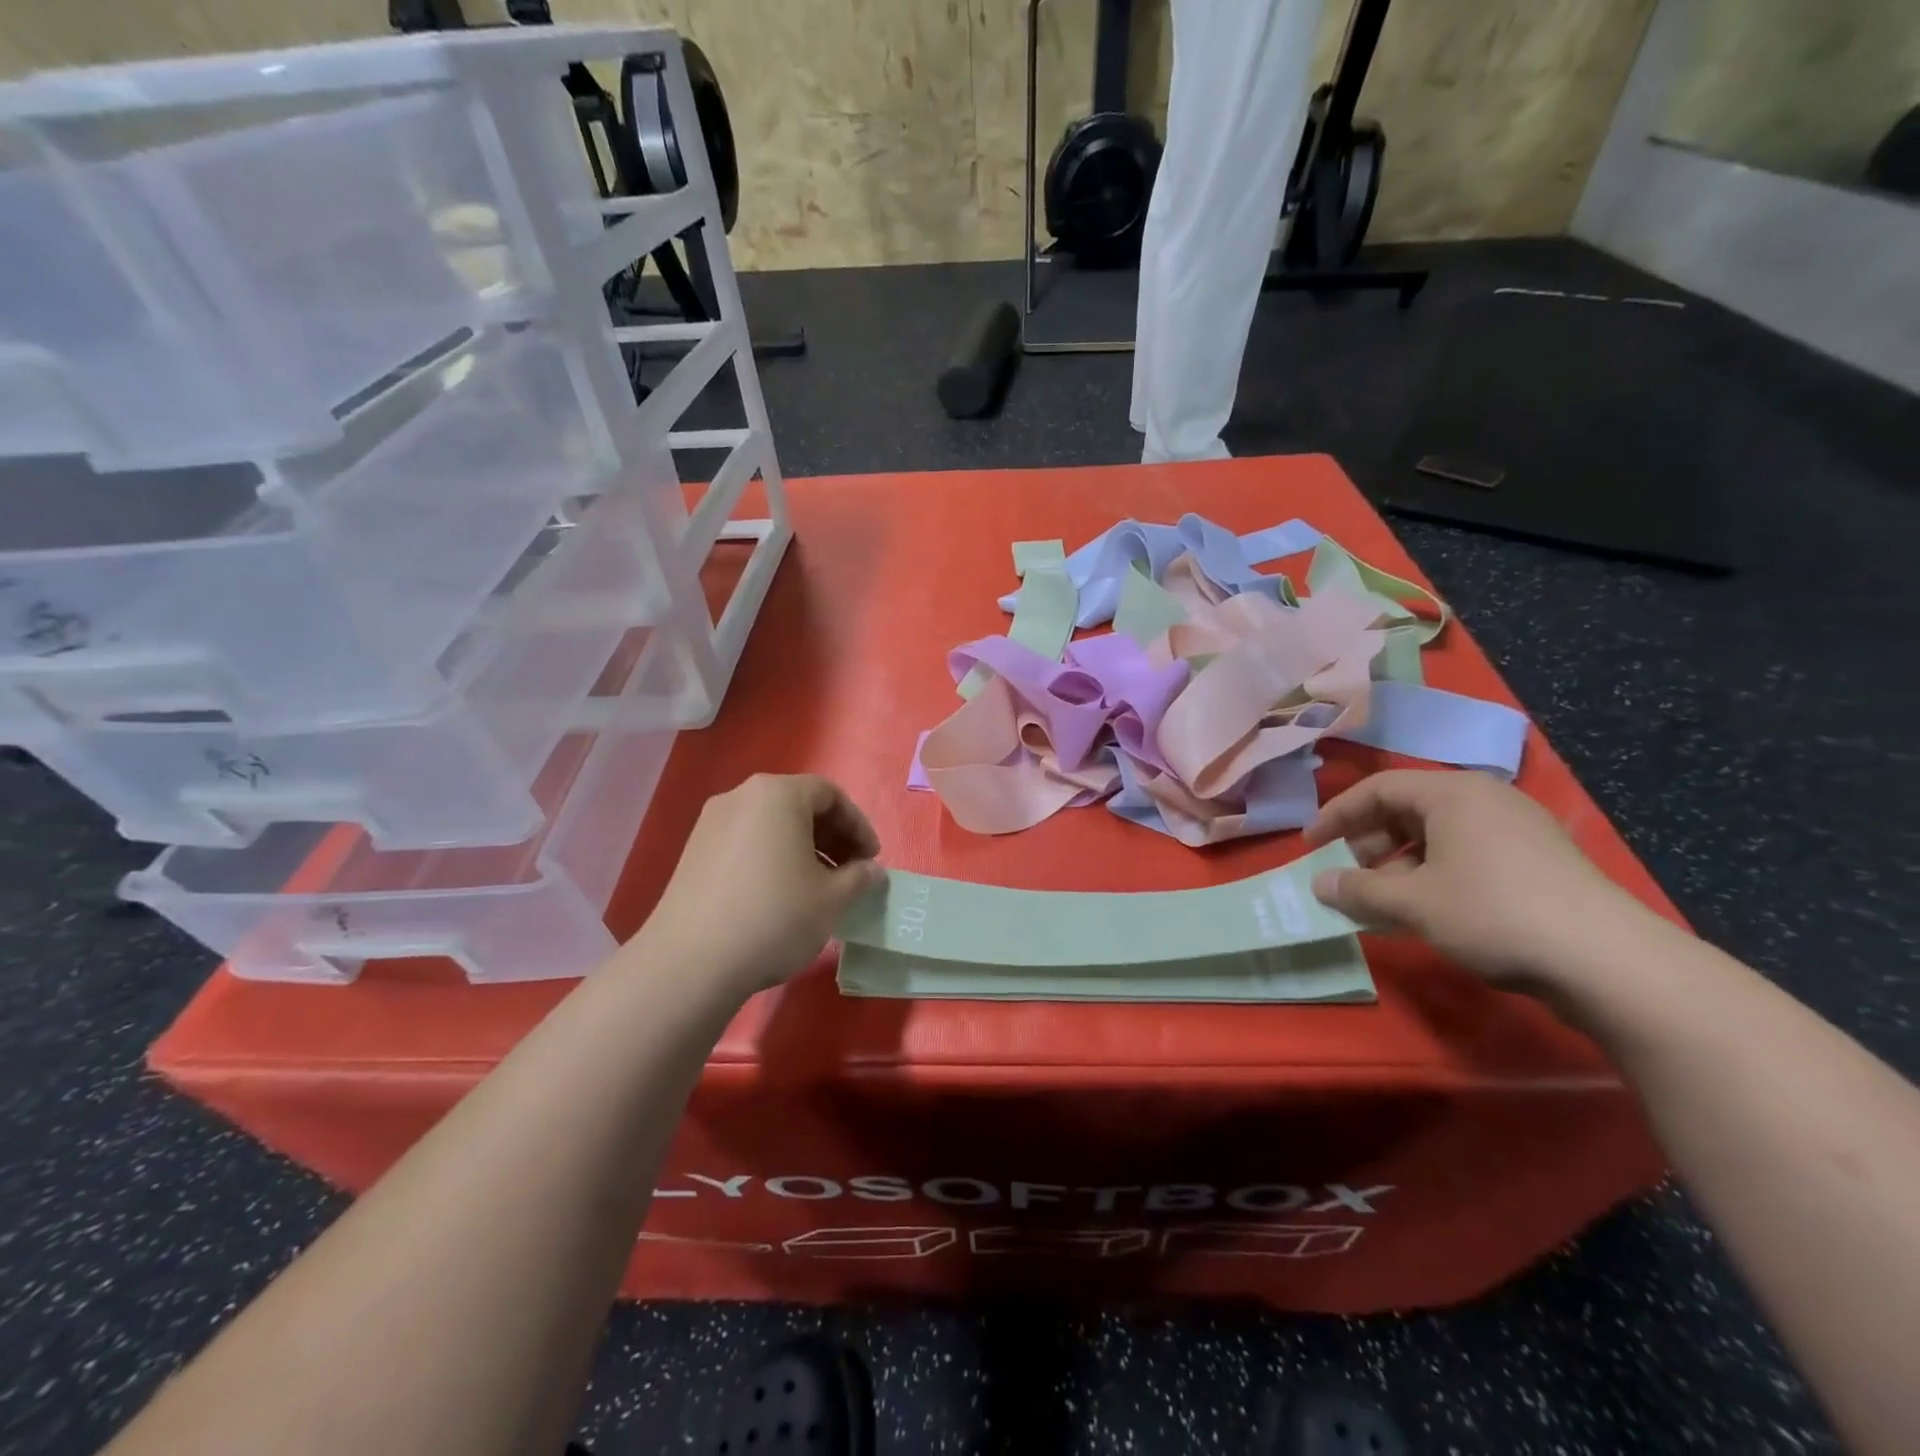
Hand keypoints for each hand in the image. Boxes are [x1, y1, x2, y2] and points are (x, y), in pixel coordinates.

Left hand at [640, 774, 882, 996]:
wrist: (690, 962)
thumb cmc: (774, 917)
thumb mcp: (832, 899)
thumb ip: (860, 877)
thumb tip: (871, 872)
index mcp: (777, 794)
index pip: (830, 794)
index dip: (858, 825)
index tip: (872, 860)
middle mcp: (741, 796)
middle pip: (798, 804)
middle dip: (832, 836)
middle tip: (850, 872)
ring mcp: (712, 823)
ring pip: (771, 824)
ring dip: (803, 848)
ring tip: (819, 887)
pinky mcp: (693, 852)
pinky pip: (747, 841)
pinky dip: (773, 857)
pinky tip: (781, 895)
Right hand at [1303, 769, 1665, 989]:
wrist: (1610, 962)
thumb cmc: (1494, 913)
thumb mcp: (1413, 903)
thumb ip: (1358, 891)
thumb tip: (1318, 885)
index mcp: (1453, 793)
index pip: (1377, 789)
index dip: (1337, 815)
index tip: (1311, 846)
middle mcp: (1485, 800)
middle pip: (1407, 809)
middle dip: (1369, 842)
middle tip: (1351, 877)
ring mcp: (1517, 830)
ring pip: (1437, 836)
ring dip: (1400, 865)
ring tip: (1386, 901)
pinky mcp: (1538, 862)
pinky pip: (1466, 855)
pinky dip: (1434, 875)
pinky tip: (1428, 912)